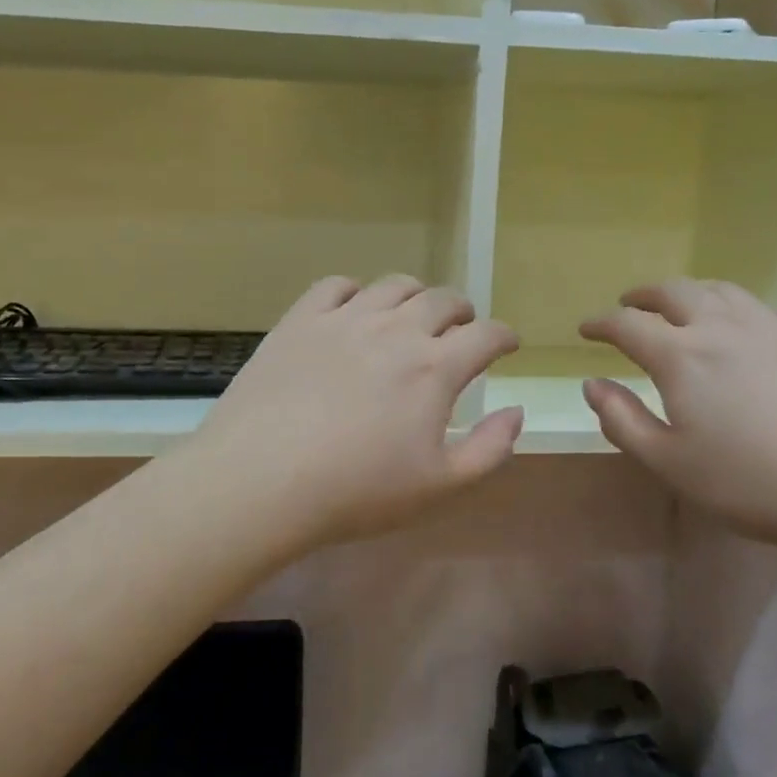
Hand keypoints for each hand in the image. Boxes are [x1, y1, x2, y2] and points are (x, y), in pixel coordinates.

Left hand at [182, 275, 523, 551]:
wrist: (261, 480)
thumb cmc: (356, 492)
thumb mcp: (439, 487)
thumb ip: (490, 449)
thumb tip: (516, 411)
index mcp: (434, 368)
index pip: (486, 334)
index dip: (504, 336)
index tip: (507, 345)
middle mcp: (395, 330)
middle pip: (442, 299)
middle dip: (462, 312)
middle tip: (461, 330)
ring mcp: (344, 319)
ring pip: (394, 286)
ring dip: (415, 296)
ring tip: (412, 315)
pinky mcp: (300, 320)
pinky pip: (336, 285)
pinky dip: (356, 292)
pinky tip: (354, 310)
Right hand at [580, 280, 776, 553]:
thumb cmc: (754, 482)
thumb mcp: (671, 464)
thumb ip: (622, 421)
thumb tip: (592, 384)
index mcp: (681, 355)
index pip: (628, 324)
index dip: (601, 323)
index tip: (585, 328)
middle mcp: (724, 326)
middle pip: (676, 291)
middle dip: (645, 294)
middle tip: (630, 303)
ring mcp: (775, 326)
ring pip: (724, 291)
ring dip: (693, 293)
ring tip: (685, 307)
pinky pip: (768, 310)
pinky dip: (742, 312)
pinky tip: (751, 332)